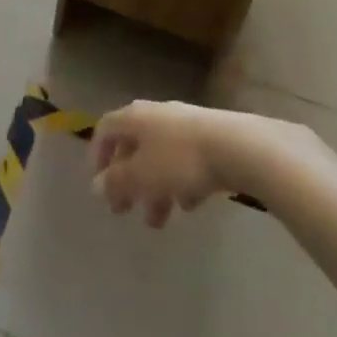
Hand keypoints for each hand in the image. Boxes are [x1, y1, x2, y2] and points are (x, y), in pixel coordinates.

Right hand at [91, 101, 332, 226]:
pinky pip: (186, 160)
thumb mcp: (142, 176)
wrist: (239, 148)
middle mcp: (155, 115)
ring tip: (159, 221)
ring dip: (154, 188)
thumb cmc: (180, 160)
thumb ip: (116, 182)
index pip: (105, 129)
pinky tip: (189, 204)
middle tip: (126, 210)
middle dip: (128, 181)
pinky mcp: (211, 138)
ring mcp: (185, 124)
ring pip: (160, 157)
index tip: (99, 184)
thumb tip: (96, 186)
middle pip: (134, 147)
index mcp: (134, 118)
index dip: (97, 155)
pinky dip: (180, 182)